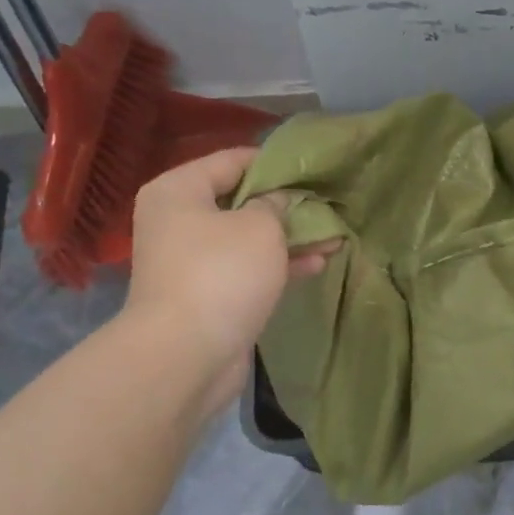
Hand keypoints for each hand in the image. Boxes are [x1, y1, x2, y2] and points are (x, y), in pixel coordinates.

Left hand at [123, 148, 337, 413]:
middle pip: (240, 201)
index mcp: (179, 191)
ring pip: (249, 239)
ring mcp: (193, 261)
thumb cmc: (221, 274)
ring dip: (289, 238)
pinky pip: (249, 270)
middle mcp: (180, 221)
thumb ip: (276, 205)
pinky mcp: (210, 295)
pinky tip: (319, 263)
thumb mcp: (260, 227)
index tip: (312, 168)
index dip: (273, 162)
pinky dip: (280, 266)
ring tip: (334, 236)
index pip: (231, 160)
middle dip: (286, 205)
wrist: (186, 354)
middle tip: (326, 204)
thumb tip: (278, 202)